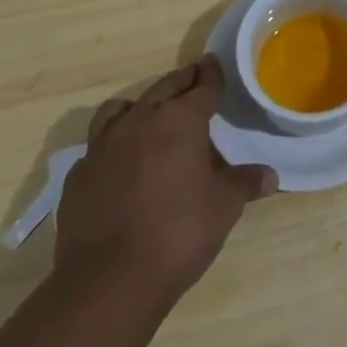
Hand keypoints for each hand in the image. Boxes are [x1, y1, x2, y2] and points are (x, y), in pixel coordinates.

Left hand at [54, 56, 276, 301]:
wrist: (108, 282)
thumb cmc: (179, 232)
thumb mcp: (225, 206)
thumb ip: (245, 183)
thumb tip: (269, 176)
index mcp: (181, 120)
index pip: (203, 86)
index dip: (212, 74)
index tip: (214, 64)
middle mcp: (140, 121)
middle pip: (164, 88)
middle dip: (182, 82)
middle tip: (194, 80)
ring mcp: (103, 147)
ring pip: (121, 108)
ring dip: (140, 107)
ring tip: (151, 117)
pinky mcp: (77, 176)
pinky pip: (97, 147)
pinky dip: (112, 146)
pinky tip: (120, 165)